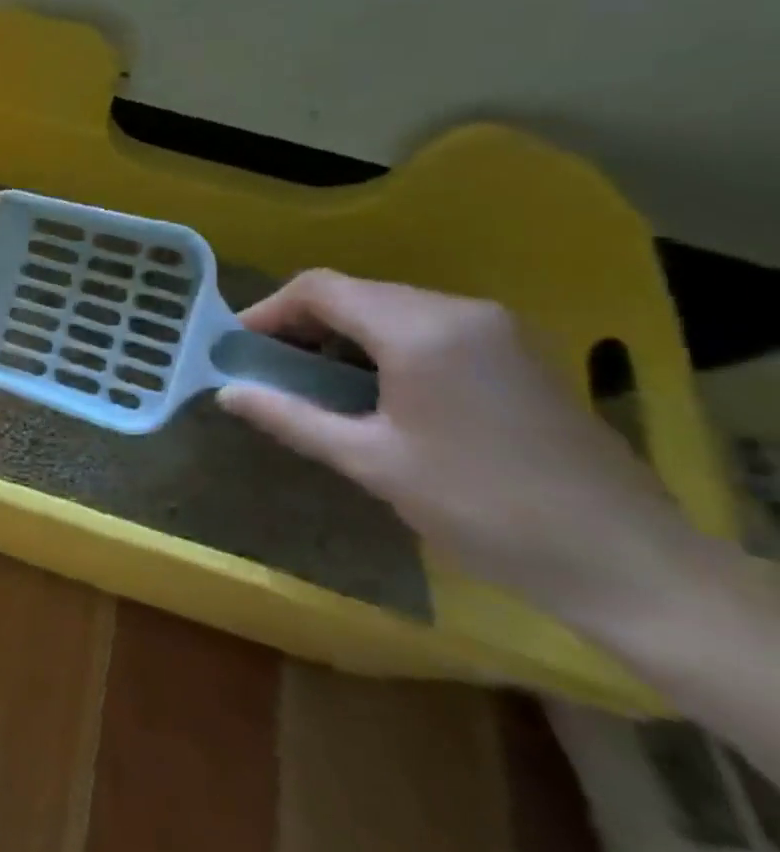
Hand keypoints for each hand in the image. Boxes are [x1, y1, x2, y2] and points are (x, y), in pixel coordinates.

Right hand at [215, 270, 708, 624]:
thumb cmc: (481, 508)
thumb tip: (226, 393)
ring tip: (312, 382)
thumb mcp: (370, 462)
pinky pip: (427, 326)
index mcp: (420, 330)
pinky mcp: (515, 352)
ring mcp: (495, 329)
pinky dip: (382, 345)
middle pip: (355, 293)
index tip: (236, 348)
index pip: (320, 288)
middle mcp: (459, 311)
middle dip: (302, 325)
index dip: (268, 311)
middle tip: (267, 369)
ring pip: (390, 307)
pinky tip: (371, 389)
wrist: (625, 563)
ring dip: (341, 335)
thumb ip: (291, 418)